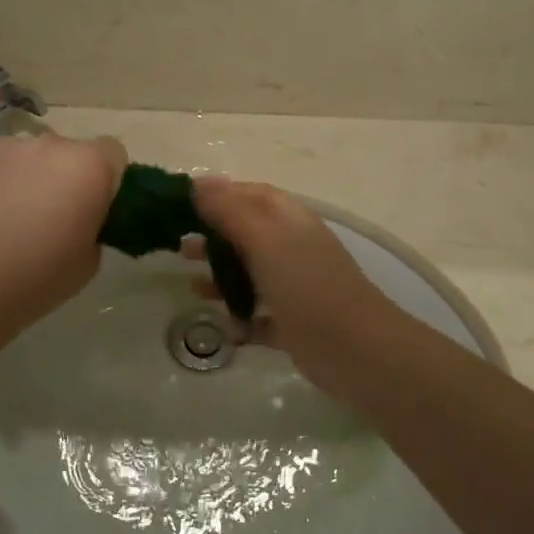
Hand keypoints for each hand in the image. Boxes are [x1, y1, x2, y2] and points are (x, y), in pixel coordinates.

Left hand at [0, 133, 127, 331]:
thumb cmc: (37, 278)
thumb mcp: (90, 260)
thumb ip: (94, 224)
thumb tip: (79, 216)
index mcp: (89, 166)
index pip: (113, 154)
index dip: (106, 180)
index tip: (93, 208)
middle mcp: (49, 144)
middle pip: (67, 152)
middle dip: (63, 176)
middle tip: (49, 217)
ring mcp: (3, 146)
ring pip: (26, 156)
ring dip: (26, 177)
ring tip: (6, 219)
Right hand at [192, 177, 398, 398]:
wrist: (355, 350)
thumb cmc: (306, 285)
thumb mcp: (264, 239)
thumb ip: (229, 211)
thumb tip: (198, 184)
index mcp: (289, 219)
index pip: (250, 194)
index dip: (216, 194)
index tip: (179, 204)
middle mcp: (293, 247)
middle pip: (246, 233)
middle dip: (213, 238)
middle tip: (178, 247)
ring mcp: (295, 286)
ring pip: (251, 275)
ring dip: (222, 279)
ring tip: (192, 288)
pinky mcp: (295, 323)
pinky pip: (260, 316)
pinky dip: (242, 319)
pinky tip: (226, 329)